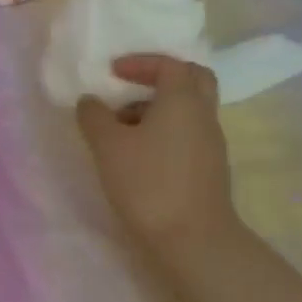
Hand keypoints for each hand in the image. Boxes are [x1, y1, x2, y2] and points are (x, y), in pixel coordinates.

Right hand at [76, 55, 238, 246]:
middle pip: (192, 80)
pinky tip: (139, 156)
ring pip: (189, 110)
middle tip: (130, 89)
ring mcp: (211, 143)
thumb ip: (94, 117)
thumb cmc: (148, 183)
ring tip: (122, 129)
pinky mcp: (209, 169)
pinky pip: (187, 134)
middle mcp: (204, 115)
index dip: (141, 63)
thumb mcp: (108, 146)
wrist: (192, 238)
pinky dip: (165, 132)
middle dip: (160, 79)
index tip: (113, 72)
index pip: (170, 65)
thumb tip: (90, 101)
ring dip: (158, 109)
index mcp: (183, 100)